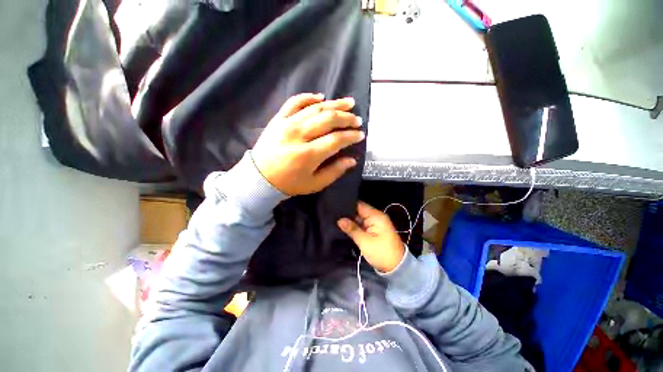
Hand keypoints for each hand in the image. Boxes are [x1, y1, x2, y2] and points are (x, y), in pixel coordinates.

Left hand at [252, 93, 363, 195]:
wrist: (259, 177)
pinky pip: (294, 102)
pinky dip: (308, 97)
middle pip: (328, 120)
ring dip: (334, 104)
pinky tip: (321, 97)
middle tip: (357, 119)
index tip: (360, 135)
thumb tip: (352, 160)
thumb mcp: (314, 184)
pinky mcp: (278, 119)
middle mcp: (299, 135)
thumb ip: (335, 171)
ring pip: (315, 108)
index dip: (351, 136)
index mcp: (308, 155)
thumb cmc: (289, 183)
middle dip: (346, 118)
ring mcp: (287, 124)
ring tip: (349, 103)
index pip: (336, 139)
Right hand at [337, 201, 405, 272]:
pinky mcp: (374, 230)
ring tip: (335, 220)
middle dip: (347, 214)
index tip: (335, 207)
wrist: (397, 267)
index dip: (347, 205)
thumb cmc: (381, 253)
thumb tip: (339, 220)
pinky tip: (344, 226)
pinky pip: (362, 224)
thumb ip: (352, 229)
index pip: (359, 205)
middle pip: (359, 211)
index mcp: (376, 216)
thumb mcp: (365, 242)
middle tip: (333, 216)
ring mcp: (375, 223)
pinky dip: (355, 226)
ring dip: (350, 220)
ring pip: (359, 218)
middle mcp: (376, 216)